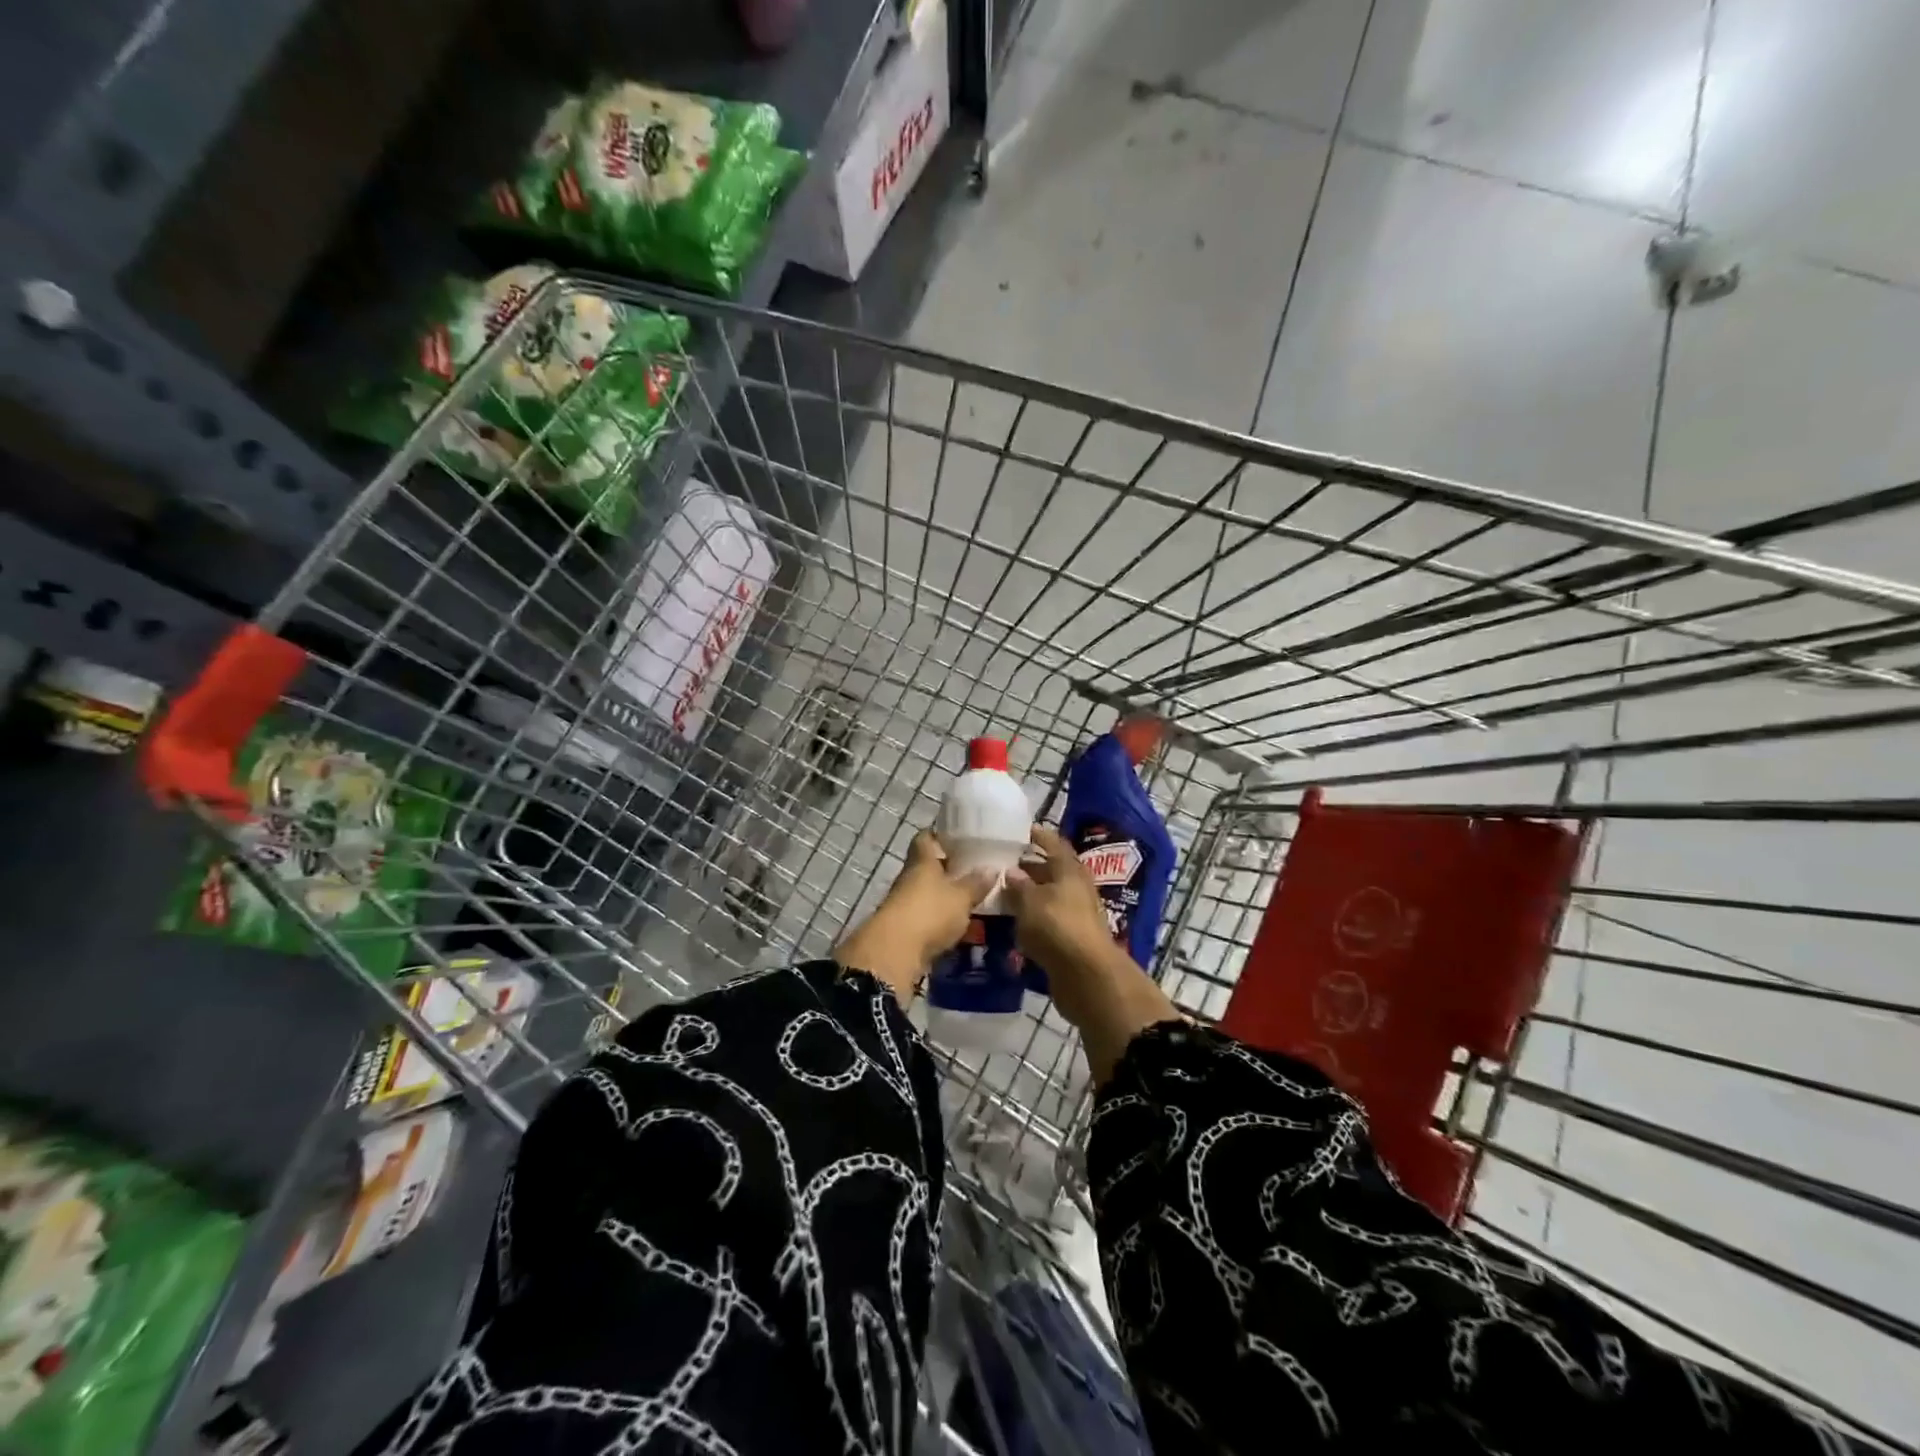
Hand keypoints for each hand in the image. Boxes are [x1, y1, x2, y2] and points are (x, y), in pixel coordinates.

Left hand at [834, 831, 994, 1003]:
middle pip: (927, 867)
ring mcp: (905, 904)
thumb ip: (976, 883)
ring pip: (928, 893)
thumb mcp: (961, 896)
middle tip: (974, 869)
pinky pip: (927, 917)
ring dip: (945, 896)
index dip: (938, 834)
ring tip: (973, 899)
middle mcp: (910, 878)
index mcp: (922, 861)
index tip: (956, 835)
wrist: (895, 952)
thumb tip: (992, 868)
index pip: (925, 838)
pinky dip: (941, 919)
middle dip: (948, 868)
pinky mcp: (905, 929)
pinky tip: (961, 924)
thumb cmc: (930, 912)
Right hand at [1001, 826, 1114, 986]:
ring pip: (1050, 896)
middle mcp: (1076, 887)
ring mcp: (1077, 913)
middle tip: (1003, 863)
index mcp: (1070, 869)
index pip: (1054, 843)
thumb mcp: (1029, 901)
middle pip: (1052, 870)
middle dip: (1029, 866)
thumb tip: (1011, 871)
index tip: (1020, 831)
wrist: (1086, 975)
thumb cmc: (1057, 926)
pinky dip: (1033, 917)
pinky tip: (1014, 920)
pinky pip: (1049, 919)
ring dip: (1030, 894)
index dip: (1038, 836)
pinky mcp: (1072, 938)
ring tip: (1003, 892)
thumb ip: (1018, 885)